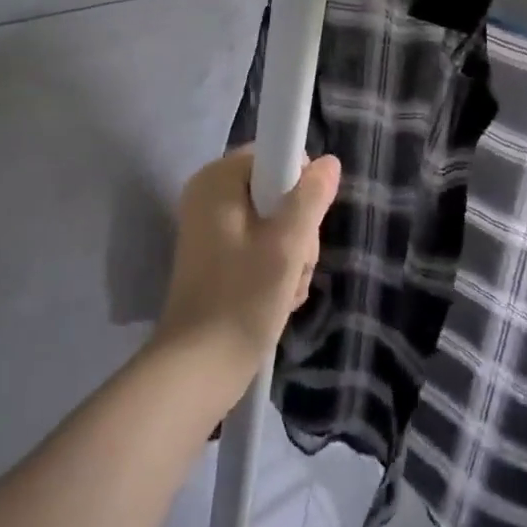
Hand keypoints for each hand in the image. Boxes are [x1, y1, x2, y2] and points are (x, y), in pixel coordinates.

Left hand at [152, 148, 341, 392]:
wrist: (197, 372)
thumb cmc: (241, 299)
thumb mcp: (286, 245)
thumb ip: (310, 197)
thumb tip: (329, 161)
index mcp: (218, 178)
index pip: (276, 155)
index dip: (299, 187)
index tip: (302, 225)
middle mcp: (210, 194)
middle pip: (277, 190)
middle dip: (298, 229)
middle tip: (295, 265)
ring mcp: (211, 227)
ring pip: (274, 221)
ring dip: (292, 255)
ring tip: (287, 289)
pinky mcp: (216, 257)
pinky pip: (260, 245)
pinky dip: (275, 268)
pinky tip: (279, 298)